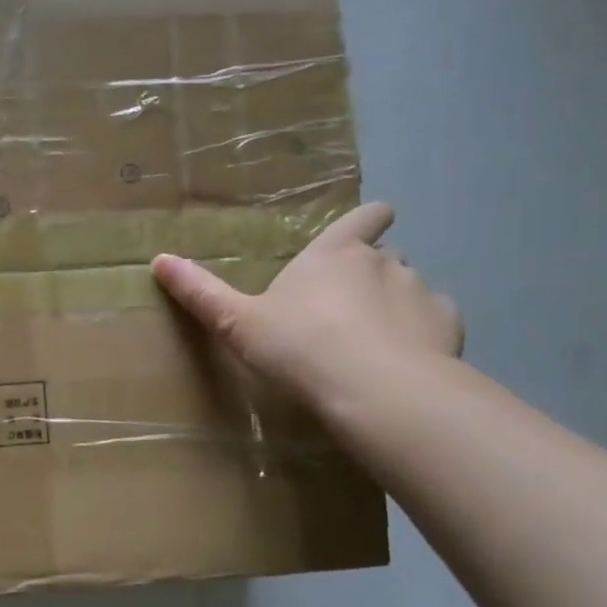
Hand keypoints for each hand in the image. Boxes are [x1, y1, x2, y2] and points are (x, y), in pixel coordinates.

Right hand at [151, 202, 462, 418]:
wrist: (373, 390)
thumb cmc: (299, 347)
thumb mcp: (238, 323)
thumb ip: (201, 292)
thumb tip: (158, 259)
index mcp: (334, 254)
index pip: (363, 217)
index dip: (367, 219)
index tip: (371, 224)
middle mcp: (384, 262)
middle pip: (386, 255)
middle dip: (373, 273)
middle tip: (349, 308)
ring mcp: (421, 292)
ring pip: (411, 289)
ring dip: (397, 305)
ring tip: (378, 342)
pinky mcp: (448, 327)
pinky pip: (436, 322)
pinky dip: (424, 335)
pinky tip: (408, 361)